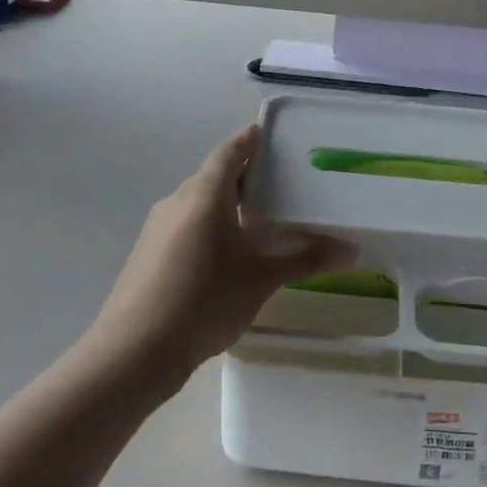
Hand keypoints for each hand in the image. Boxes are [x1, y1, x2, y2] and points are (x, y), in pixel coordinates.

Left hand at [91, 125, 352, 381]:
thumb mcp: (262, 278)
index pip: (231, 151)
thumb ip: (306, 258)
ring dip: (227, 206)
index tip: (271, 134)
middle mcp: (177, 201)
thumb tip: (352, 249)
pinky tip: (228, 256)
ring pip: (199, 204)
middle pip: (215, 176)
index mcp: (204, 193)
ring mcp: (157, 228)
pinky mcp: (148, 255)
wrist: (134, 352)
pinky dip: (210, 228)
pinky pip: (186, 227)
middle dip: (246, 177)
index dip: (250, 139)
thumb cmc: (204, 300)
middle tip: (281, 183)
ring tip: (261, 222)